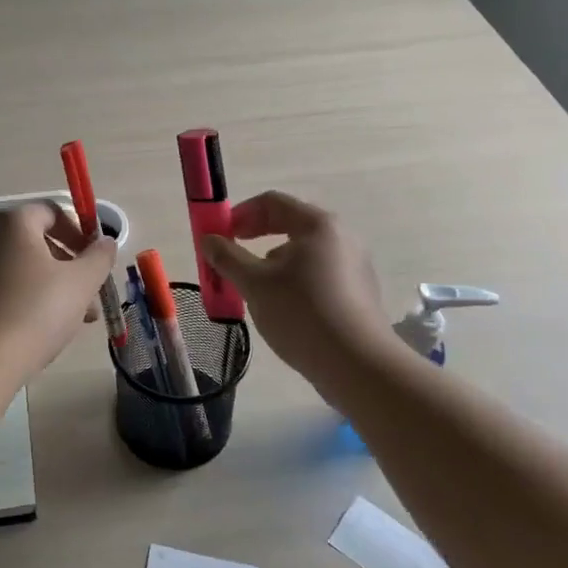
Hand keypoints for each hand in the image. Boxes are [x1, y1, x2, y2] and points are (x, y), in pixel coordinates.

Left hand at [0, 202, 116, 379]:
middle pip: (37, 240)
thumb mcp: (81, 282)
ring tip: (75, 319)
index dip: (80, 233)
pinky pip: (3, 284)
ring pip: (21, 266)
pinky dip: (26, 296)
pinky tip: (43, 327)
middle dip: (69, 266)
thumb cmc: (36, 311)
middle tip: (90, 295)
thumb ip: (99, 257)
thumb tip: (106, 242)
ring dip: (51, 285)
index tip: (96, 261)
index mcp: (12, 221)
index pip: (53, 212)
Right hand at [199, 192, 392, 379]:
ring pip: (303, 254)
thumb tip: (209, 240)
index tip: (219, 235)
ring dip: (272, 264)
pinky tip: (283, 310)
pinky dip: (293, 282)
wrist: (357, 365)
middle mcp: (341, 237)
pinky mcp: (358, 294)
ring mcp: (354, 266)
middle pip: (289, 225)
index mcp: (318, 225)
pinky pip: (318, 276)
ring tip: (254, 291)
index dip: (240, 214)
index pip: (272, 202)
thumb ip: (227, 258)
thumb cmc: (301, 312)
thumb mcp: (254, 283)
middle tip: (231, 260)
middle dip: (254, 240)